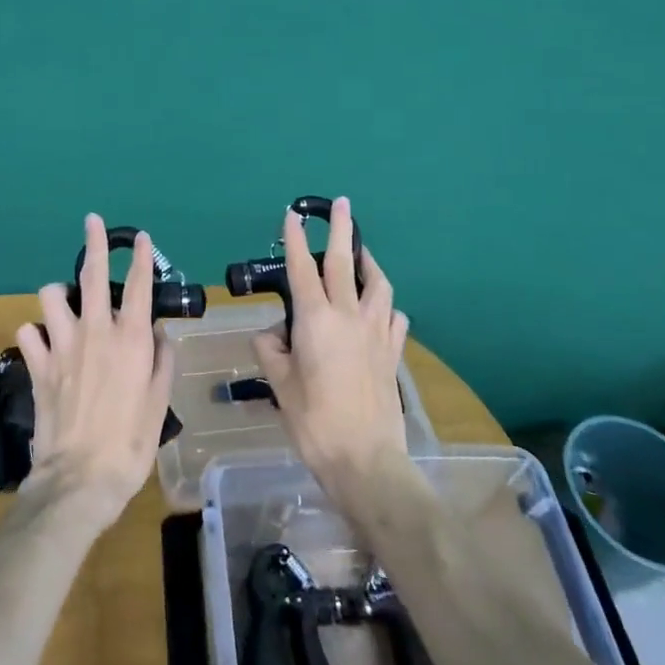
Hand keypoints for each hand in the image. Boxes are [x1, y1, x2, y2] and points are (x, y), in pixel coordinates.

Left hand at [15, 215, 175, 529]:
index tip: (141, 238)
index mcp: (130, 339)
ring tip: (63, 301)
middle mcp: (95, 332)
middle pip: (91, 275)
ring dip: (57, 294)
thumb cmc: (130, 443)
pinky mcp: (37, 366)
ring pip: (50, 297)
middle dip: (94, 244)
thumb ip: (161, 361)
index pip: (138, 286)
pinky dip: (35, 334)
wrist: (79, 479)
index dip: (141, 258)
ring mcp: (61, 346)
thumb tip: (158, 333)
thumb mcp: (159, 403)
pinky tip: (43, 343)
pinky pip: (28, 334)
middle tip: (92, 221)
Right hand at [252, 196, 411, 506]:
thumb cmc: (314, 421)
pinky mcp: (393, 352)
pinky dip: (386, 307)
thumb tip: (272, 335)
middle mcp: (348, 316)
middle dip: (341, 230)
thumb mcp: (280, 385)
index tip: (293, 214)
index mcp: (315, 320)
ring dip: (369, 263)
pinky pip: (393, 318)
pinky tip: (382, 311)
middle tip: (342, 205)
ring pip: (377, 285)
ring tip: (363, 254)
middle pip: (344, 263)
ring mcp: (376, 332)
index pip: (301, 268)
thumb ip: (271, 351)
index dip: (295, 239)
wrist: (366, 459)